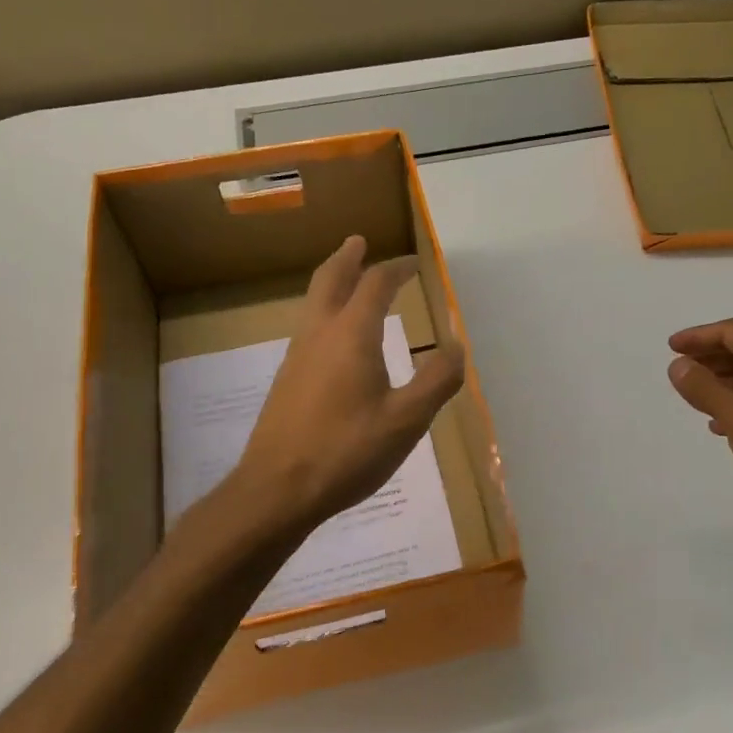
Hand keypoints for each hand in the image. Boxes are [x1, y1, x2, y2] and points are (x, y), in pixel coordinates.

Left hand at [235, 235, 465, 530]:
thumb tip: (456, 346)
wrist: (276, 490)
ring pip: (313, 304)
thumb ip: (436, 380)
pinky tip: (335, 340)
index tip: (414, 263)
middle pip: (330, 280)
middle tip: (359, 242)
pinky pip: (308, 329)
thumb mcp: (406, 420)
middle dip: (348, 258)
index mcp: (351, 335)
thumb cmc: (347, 451)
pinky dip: (325, 313)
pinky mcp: (286, 382)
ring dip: (333, 283)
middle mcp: (319, 335)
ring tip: (348, 281)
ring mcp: (296, 357)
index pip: (375, 285)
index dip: (396, 269)